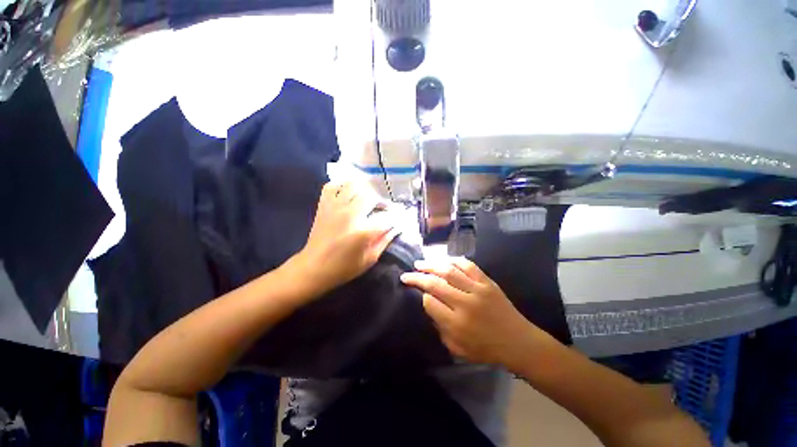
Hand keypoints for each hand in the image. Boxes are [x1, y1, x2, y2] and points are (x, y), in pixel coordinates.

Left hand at [292, 181, 397, 296]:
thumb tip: (397, 227)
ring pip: (353, 185)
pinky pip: (332, 186)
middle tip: (383, 209)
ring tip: (368, 199)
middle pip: (372, 195)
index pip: (388, 217)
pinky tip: (348, 193)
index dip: (398, 216)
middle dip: (382, 201)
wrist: (313, 268)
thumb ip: (385, 240)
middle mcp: (350, 214)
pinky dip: (342, 185)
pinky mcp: (324, 205)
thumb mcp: (370, 259)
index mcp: (363, 231)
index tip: (401, 218)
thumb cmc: (344, 268)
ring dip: (364, 190)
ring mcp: (335, 207)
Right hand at [400, 257, 545, 370]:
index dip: (420, 296)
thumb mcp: (458, 348)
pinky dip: (453, 260)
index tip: (415, 293)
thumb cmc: (486, 349)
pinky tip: (443, 260)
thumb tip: (428, 306)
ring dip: (431, 265)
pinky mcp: (487, 282)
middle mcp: (465, 304)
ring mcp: (477, 290)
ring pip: (449, 271)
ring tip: (419, 263)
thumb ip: (440, 328)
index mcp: (457, 324)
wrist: (518, 342)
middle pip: (435, 284)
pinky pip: (468, 265)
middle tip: (407, 274)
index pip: (430, 302)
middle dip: (417, 277)